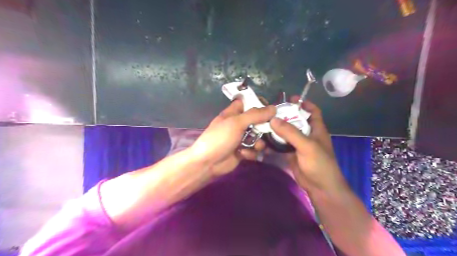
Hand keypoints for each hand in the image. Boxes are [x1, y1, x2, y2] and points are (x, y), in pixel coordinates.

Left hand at [188, 101, 274, 176]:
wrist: (208, 163)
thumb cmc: (220, 138)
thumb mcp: (236, 123)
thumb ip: (255, 115)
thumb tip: (273, 108)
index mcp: (233, 113)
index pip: (247, 103)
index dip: (258, 103)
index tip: (270, 107)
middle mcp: (238, 124)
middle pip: (256, 120)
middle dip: (264, 126)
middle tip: (271, 129)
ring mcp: (241, 138)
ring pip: (258, 137)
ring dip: (259, 142)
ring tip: (256, 146)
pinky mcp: (243, 151)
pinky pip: (254, 149)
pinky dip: (251, 152)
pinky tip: (244, 154)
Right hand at [269, 97, 348, 192]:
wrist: (319, 187)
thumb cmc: (319, 163)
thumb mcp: (306, 145)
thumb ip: (290, 132)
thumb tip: (273, 119)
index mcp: (316, 129)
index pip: (312, 111)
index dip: (304, 103)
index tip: (291, 99)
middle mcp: (307, 134)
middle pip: (296, 120)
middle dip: (285, 115)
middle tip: (271, 111)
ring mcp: (298, 144)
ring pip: (287, 133)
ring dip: (277, 129)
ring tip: (264, 122)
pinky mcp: (291, 153)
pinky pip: (281, 144)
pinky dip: (274, 141)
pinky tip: (264, 139)